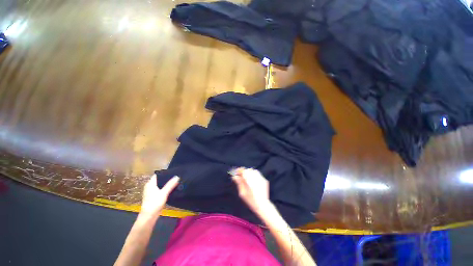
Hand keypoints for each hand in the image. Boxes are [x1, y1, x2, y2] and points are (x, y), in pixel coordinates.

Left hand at [140, 174, 178, 217]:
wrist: (149, 216)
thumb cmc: (154, 203)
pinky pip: (160, 190)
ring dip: (166, 184)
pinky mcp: (153, 197)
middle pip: (159, 180)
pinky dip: (165, 189)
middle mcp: (149, 186)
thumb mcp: (164, 193)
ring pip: (160, 185)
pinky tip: (171, 189)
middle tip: (176, 176)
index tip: (173, 172)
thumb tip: (177, 176)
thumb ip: (170, 184)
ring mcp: (151, 192)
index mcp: (150, 184)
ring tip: (175, 182)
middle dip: (167, 178)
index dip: (165, 173)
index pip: (158, 175)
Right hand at [231, 168, 270, 214]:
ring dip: (250, 173)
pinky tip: (253, 181)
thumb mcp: (242, 193)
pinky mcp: (264, 180)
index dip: (239, 170)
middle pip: (248, 170)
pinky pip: (258, 174)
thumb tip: (234, 176)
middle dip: (244, 172)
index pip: (243, 171)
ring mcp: (261, 178)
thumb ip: (239, 183)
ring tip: (247, 178)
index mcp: (249, 181)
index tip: (236, 173)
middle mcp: (256, 178)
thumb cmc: (250, 201)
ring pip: (254, 171)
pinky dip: (254, 175)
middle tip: (241, 176)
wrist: (263, 205)